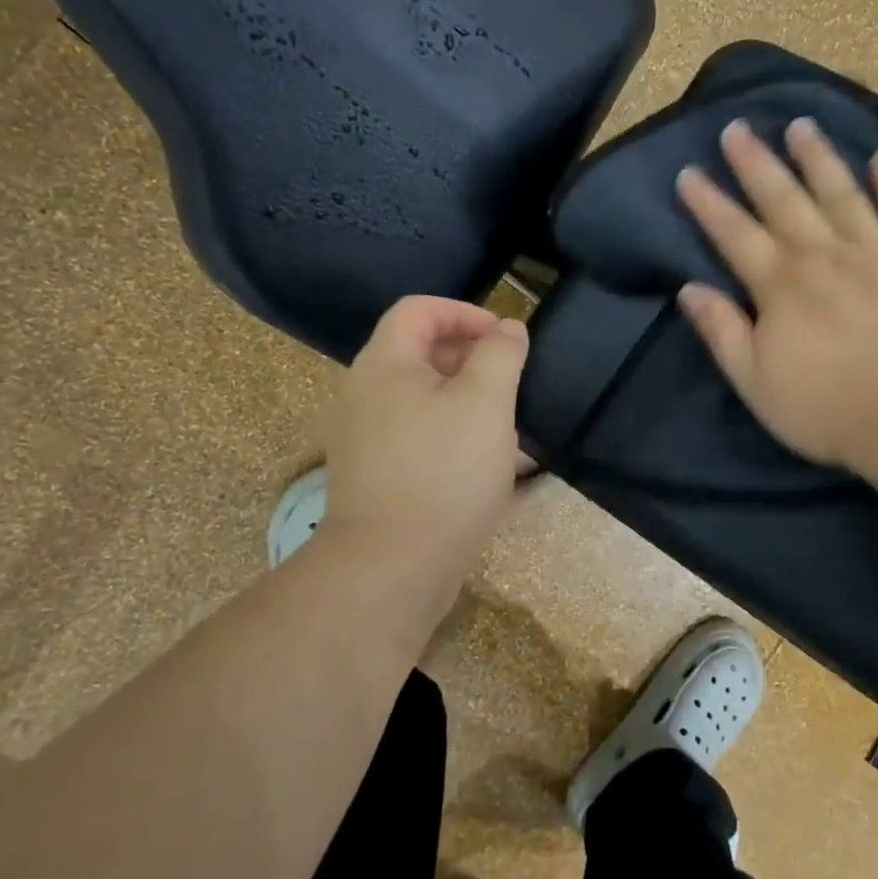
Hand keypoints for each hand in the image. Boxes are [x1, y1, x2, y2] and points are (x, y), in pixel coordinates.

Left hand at [320, 296, 529, 607]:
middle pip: (421, 355)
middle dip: (473, 361)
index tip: (505, 338)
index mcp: (383, 364)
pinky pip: (420, 440)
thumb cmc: (444, 472)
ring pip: (425, 402)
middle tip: (513, 383)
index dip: (465, 313)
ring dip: (470, 404)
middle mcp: (365, 394)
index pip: (419, 310)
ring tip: (512, 429)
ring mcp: (366, 439)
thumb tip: (507, 328)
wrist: (392, 568)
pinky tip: (493, 467)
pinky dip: (455, 439)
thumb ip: (500, 354)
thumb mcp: (485, 402)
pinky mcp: (377, 477)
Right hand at [674, 118, 877, 473]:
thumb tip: (689, 288)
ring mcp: (876, 252)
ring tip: (801, 124)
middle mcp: (823, 255)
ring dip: (818, 157)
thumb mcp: (753, 381)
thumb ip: (721, 331)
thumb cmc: (824, 407)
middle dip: (756, 163)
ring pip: (841, 192)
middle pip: (783, 199)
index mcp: (780, 285)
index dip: (708, 203)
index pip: (734, 234)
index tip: (688, 172)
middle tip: (737, 128)